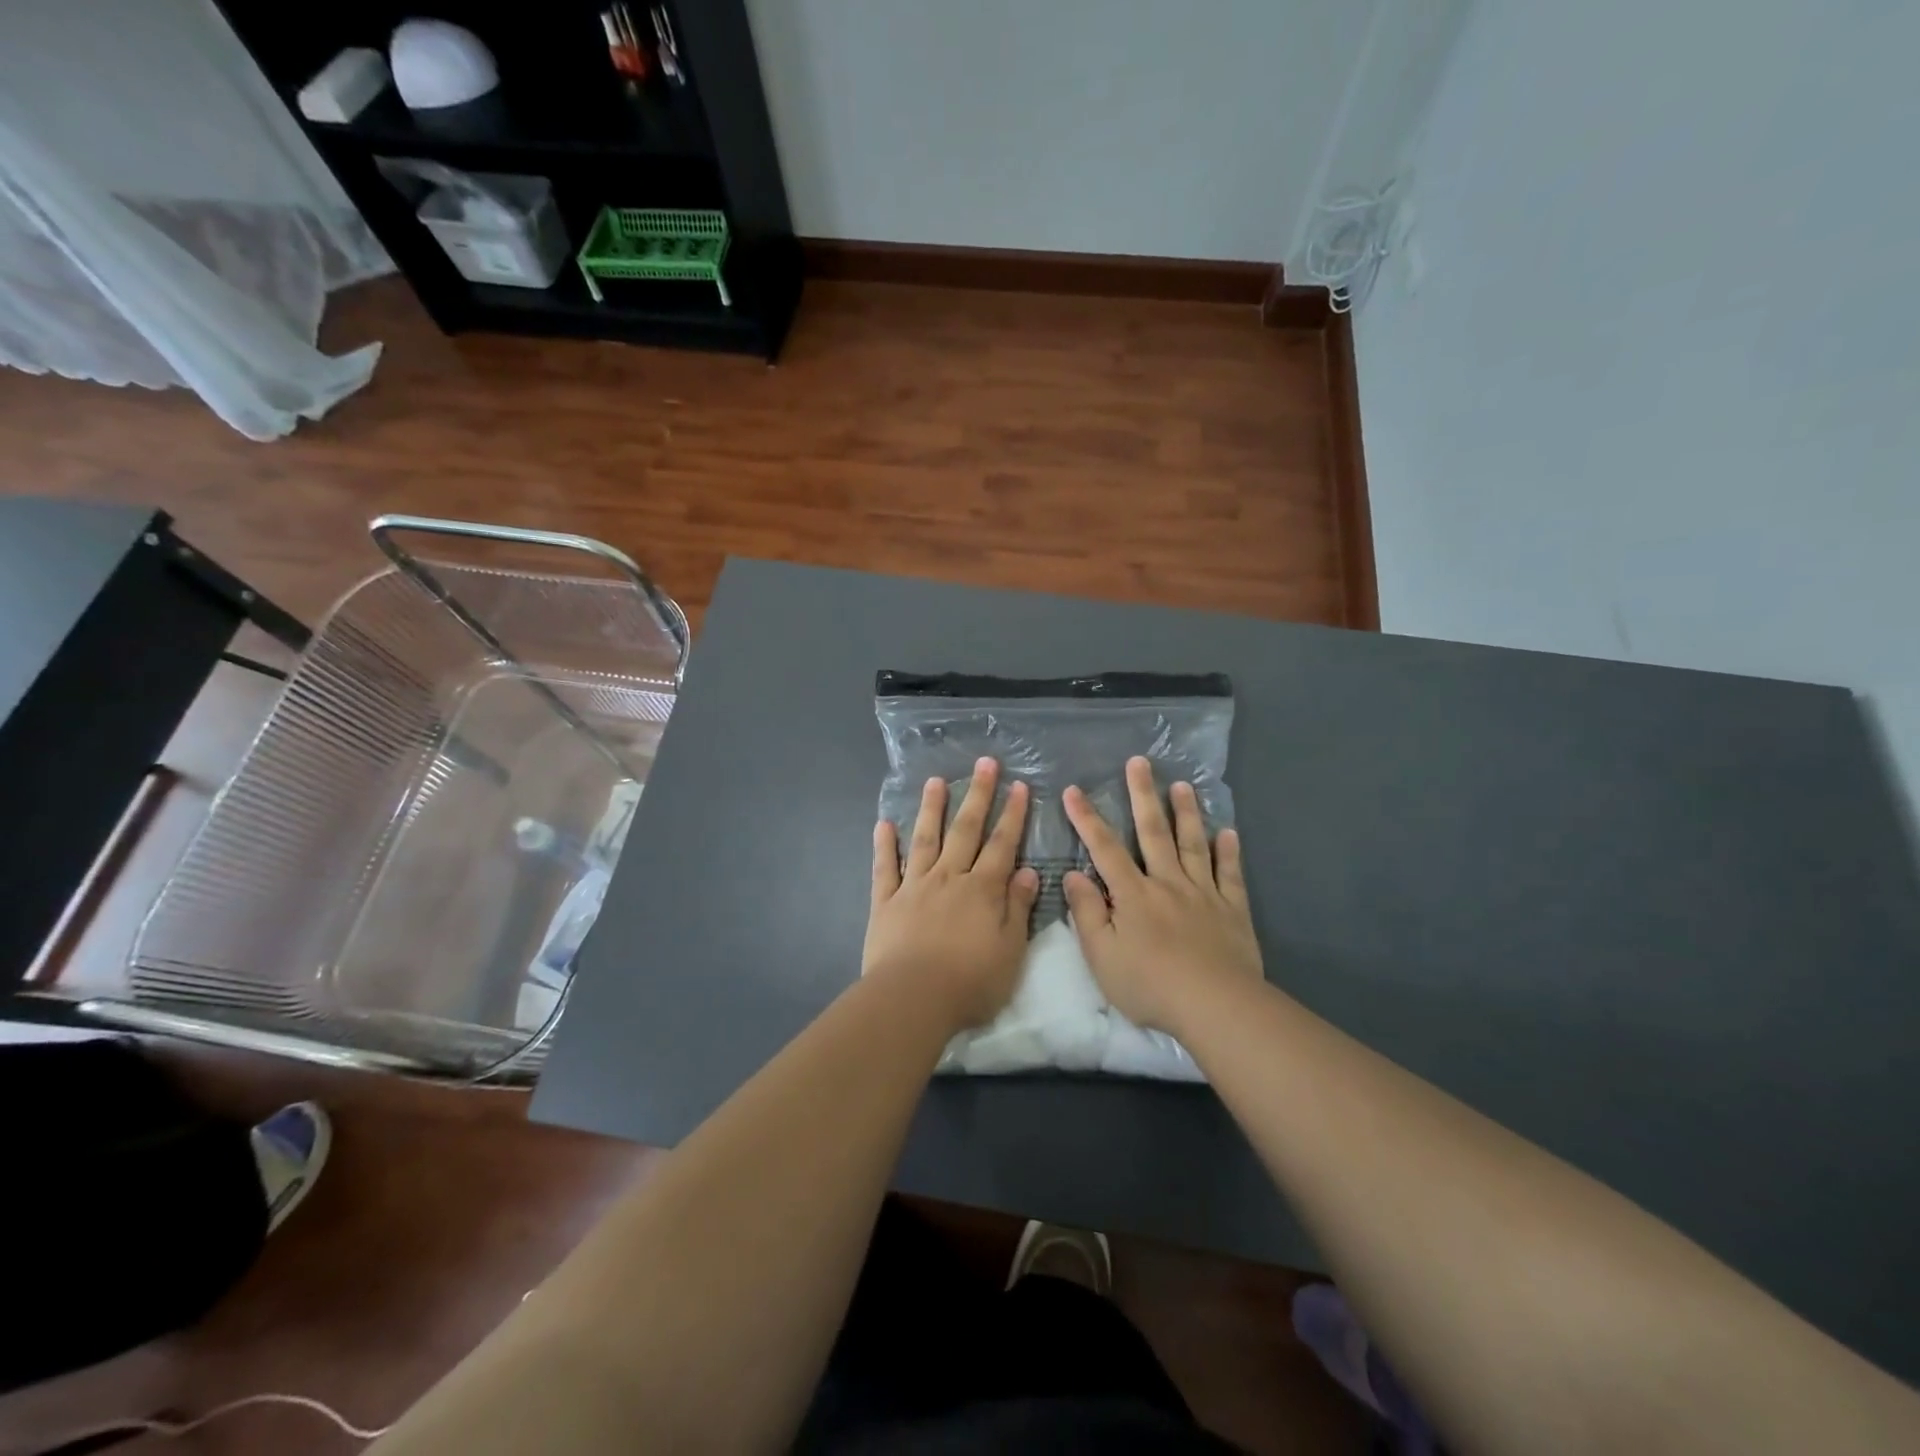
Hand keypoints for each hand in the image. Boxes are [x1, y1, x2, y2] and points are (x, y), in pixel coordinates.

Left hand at [865, 757, 1040, 1032]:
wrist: (913, 998)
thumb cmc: (970, 982)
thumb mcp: (1011, 950)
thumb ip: (1018, 908)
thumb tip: (1029, 872)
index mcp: (982, 890)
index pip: (1002, 844)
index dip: (1012, 814)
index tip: (1019, 785)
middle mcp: (949, 878)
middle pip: (965, 830)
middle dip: (977, 795)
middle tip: (984, 763)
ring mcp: (914, 886)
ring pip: (925, 839)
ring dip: (931, 808)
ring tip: (935, 781)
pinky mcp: (885, 902)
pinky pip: (885, 868)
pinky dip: (884, 845)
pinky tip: (884, 824)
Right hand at [1062, 756, 1263, 1033]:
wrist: (1215, 1006)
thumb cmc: (1150, 985)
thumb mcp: (1102, 955)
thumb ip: (1087, 912)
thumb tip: (1073, 874)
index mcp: (1133, 894)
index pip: (1104, 848)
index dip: (1087, 818)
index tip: (1074, 790)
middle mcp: (1168, 883)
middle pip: (1154, 832)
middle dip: (1143, 795)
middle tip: (1140, 762)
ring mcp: (1203, 893)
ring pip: (1193, 844)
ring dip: (1187, 812)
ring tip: (1182, 785)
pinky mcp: (1232, 910)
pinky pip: (1230, 874)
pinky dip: (1228, 852)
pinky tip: (1228, 832)